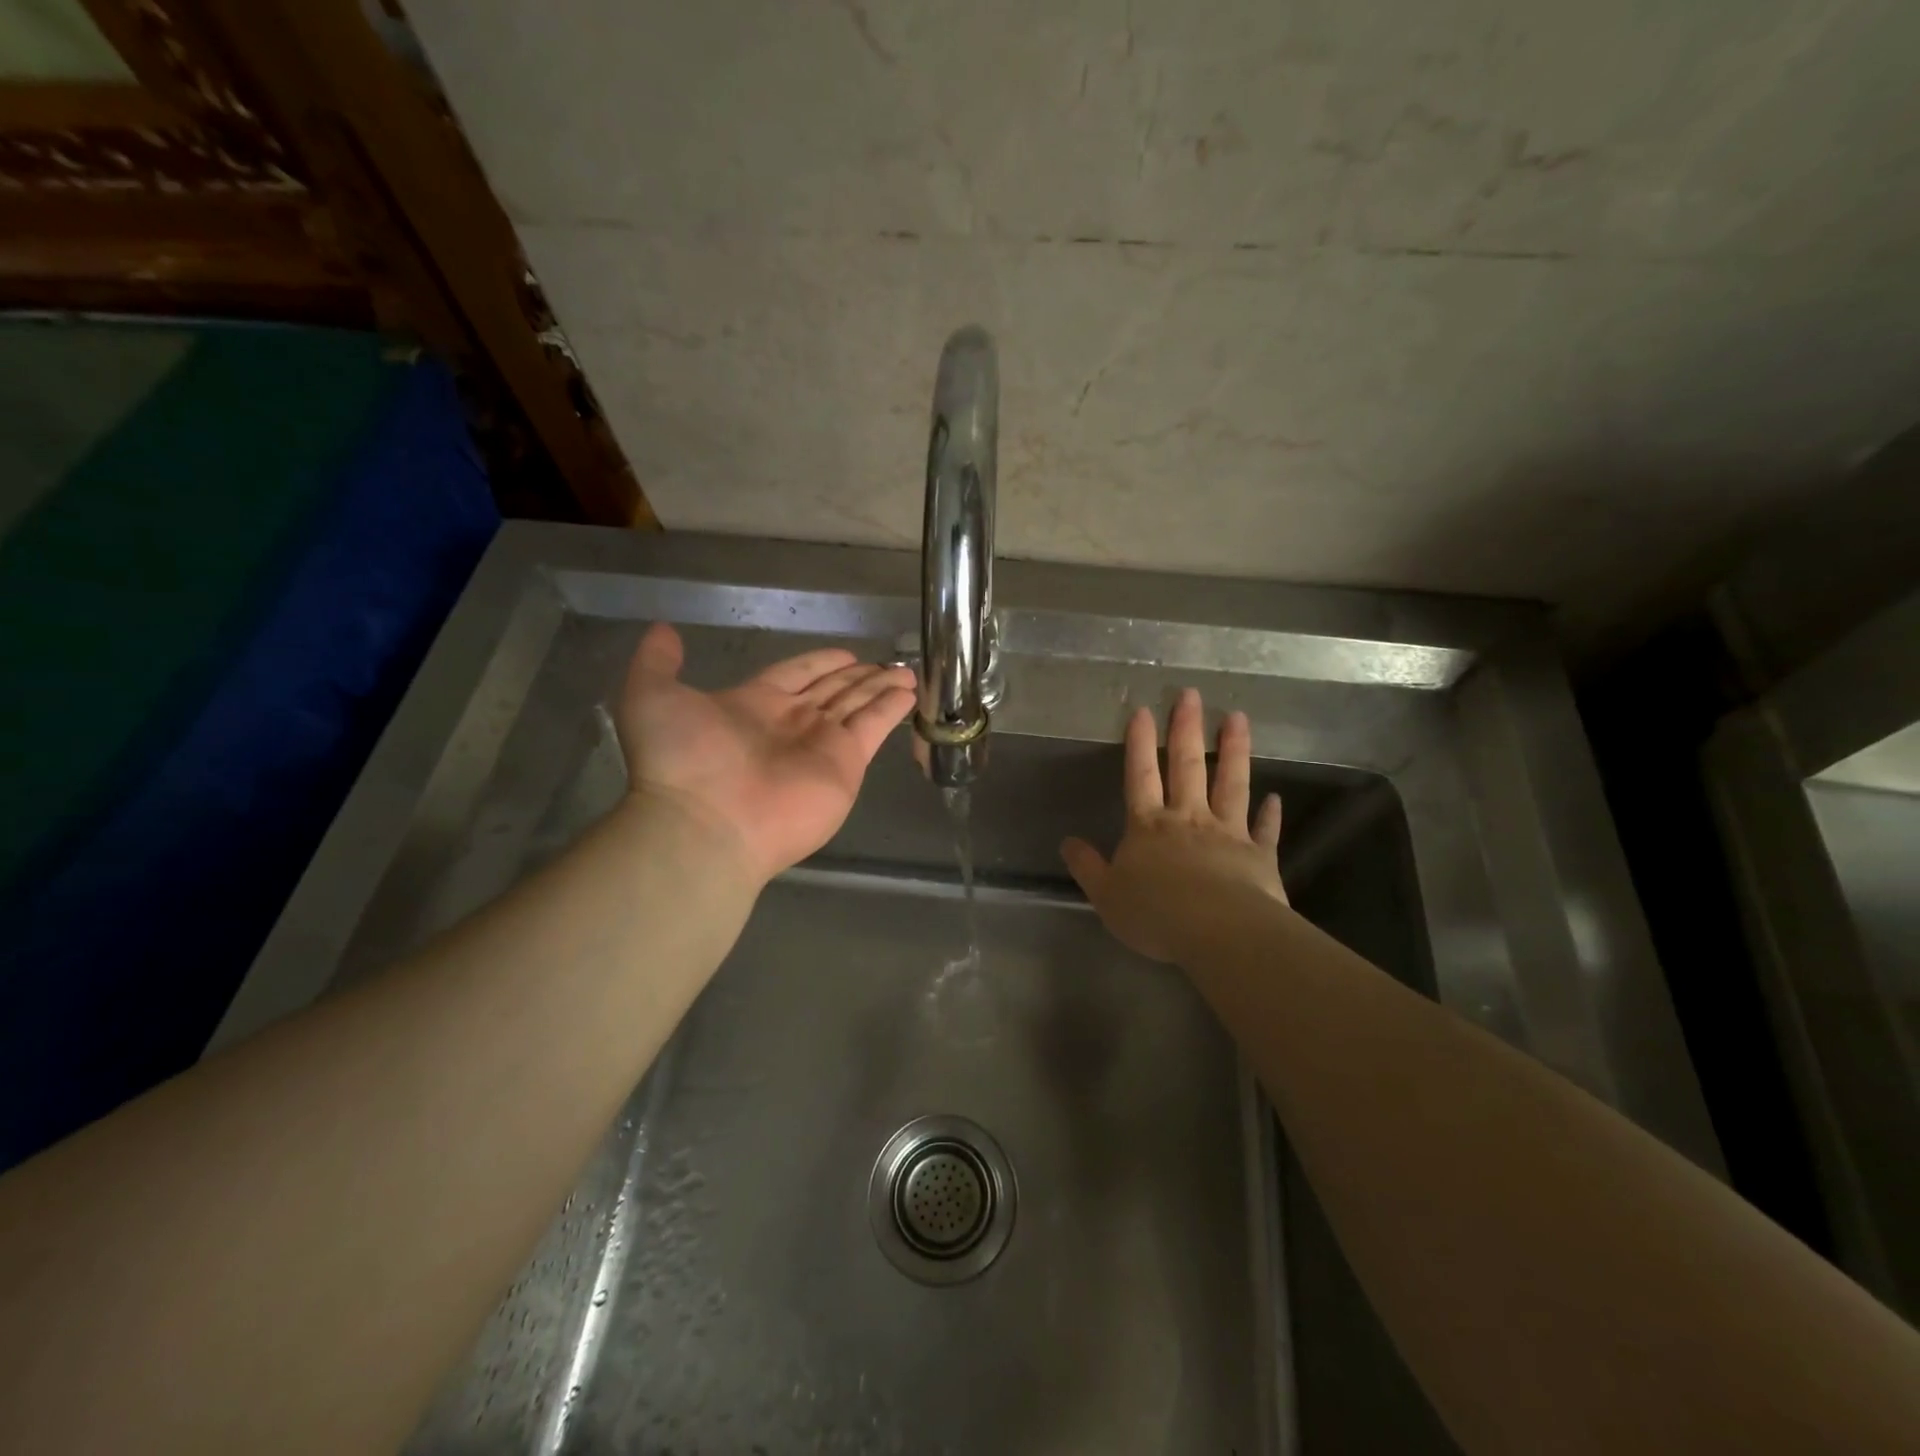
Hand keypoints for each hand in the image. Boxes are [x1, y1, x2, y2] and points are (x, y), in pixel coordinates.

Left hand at [617, 623, 915, 886]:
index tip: (844, 653)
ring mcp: (821, 745)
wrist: (706, 823)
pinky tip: (909, 693)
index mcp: (753, 704)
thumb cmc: (681, 759)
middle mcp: (792, 723)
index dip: (820, 663)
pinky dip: (892, 710)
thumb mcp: (652, 697)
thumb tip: (663, 630)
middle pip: (834, 691)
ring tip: (906, 673)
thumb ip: (658, 662)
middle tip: (885, 663)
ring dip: (881, 688)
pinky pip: (873, 727)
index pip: (796, 674)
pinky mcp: (846, 765)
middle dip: (859, 676)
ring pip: (858, 705)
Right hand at [1061, 688, 1286, 962]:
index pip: (1141, 776)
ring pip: (1230, 783)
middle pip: (1186, 766)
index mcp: (1148, 827)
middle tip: (1190, 694)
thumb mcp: (1106, 895)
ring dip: (1233, 750)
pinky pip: (1264, 829)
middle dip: (1186, 729)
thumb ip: (1087, 867)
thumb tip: (1067, 843)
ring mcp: (1227, 832)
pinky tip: (1276, 797)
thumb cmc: (1155, 914)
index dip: (1140, 743)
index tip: (1143, 710)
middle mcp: (1188, 819)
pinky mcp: (1259, 855)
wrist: (1218, 932)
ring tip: (1238, 718)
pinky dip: (1270, 813)